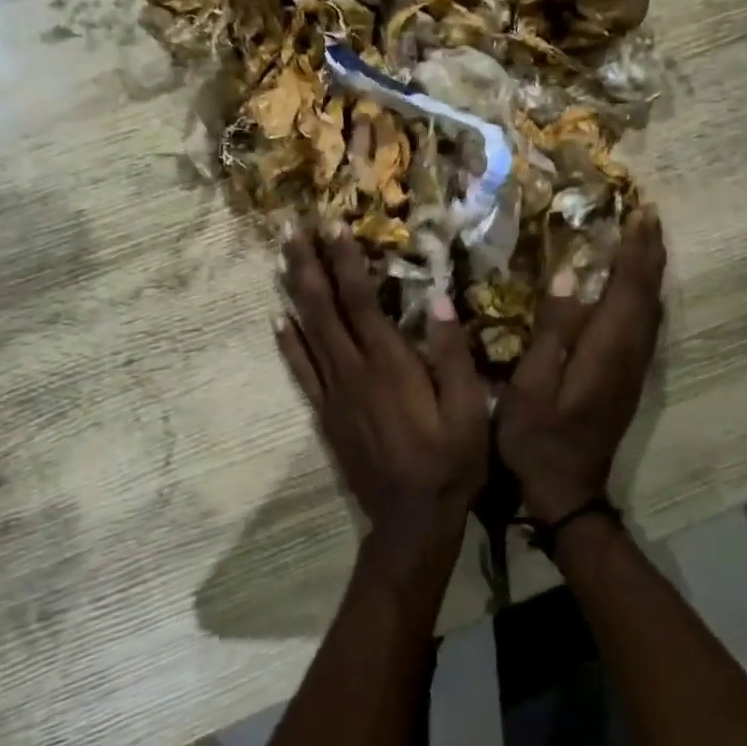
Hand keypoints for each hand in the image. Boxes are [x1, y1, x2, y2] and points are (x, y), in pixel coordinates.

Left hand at [277, 224, 487, 591]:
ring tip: (281, 259)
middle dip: (307, 265)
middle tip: (290, 228)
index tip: (333, 226)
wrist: (410, 520)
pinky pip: (301, 371)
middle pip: (322, 309)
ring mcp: (334, 394)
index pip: (360, 301)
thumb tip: (437, 298)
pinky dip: (288, 343)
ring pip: (306, 333)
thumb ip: (451, 354)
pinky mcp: (326, 415)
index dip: (346, 261)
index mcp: (389, 365)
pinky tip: (278, 321)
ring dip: (293, 293)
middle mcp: (353, 372)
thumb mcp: (468, 410)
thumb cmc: (449, 463)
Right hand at [498, 206, 666, 524]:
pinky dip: (646, 296)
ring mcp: (633, 369)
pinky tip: (637, 289)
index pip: (628, 289)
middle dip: (650, 252)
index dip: (635, 250)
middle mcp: (629, 355)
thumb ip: (551, 332)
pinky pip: (646, 325)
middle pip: (648, 294)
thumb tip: (564, 280)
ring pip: (653, 309)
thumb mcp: (530, 386)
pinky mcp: (628, 379)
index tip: (638, 212)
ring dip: (652, 271)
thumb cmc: (537, 438)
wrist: (567, 489)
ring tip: (647, 239)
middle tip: (648, 213)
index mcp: (605, 351)